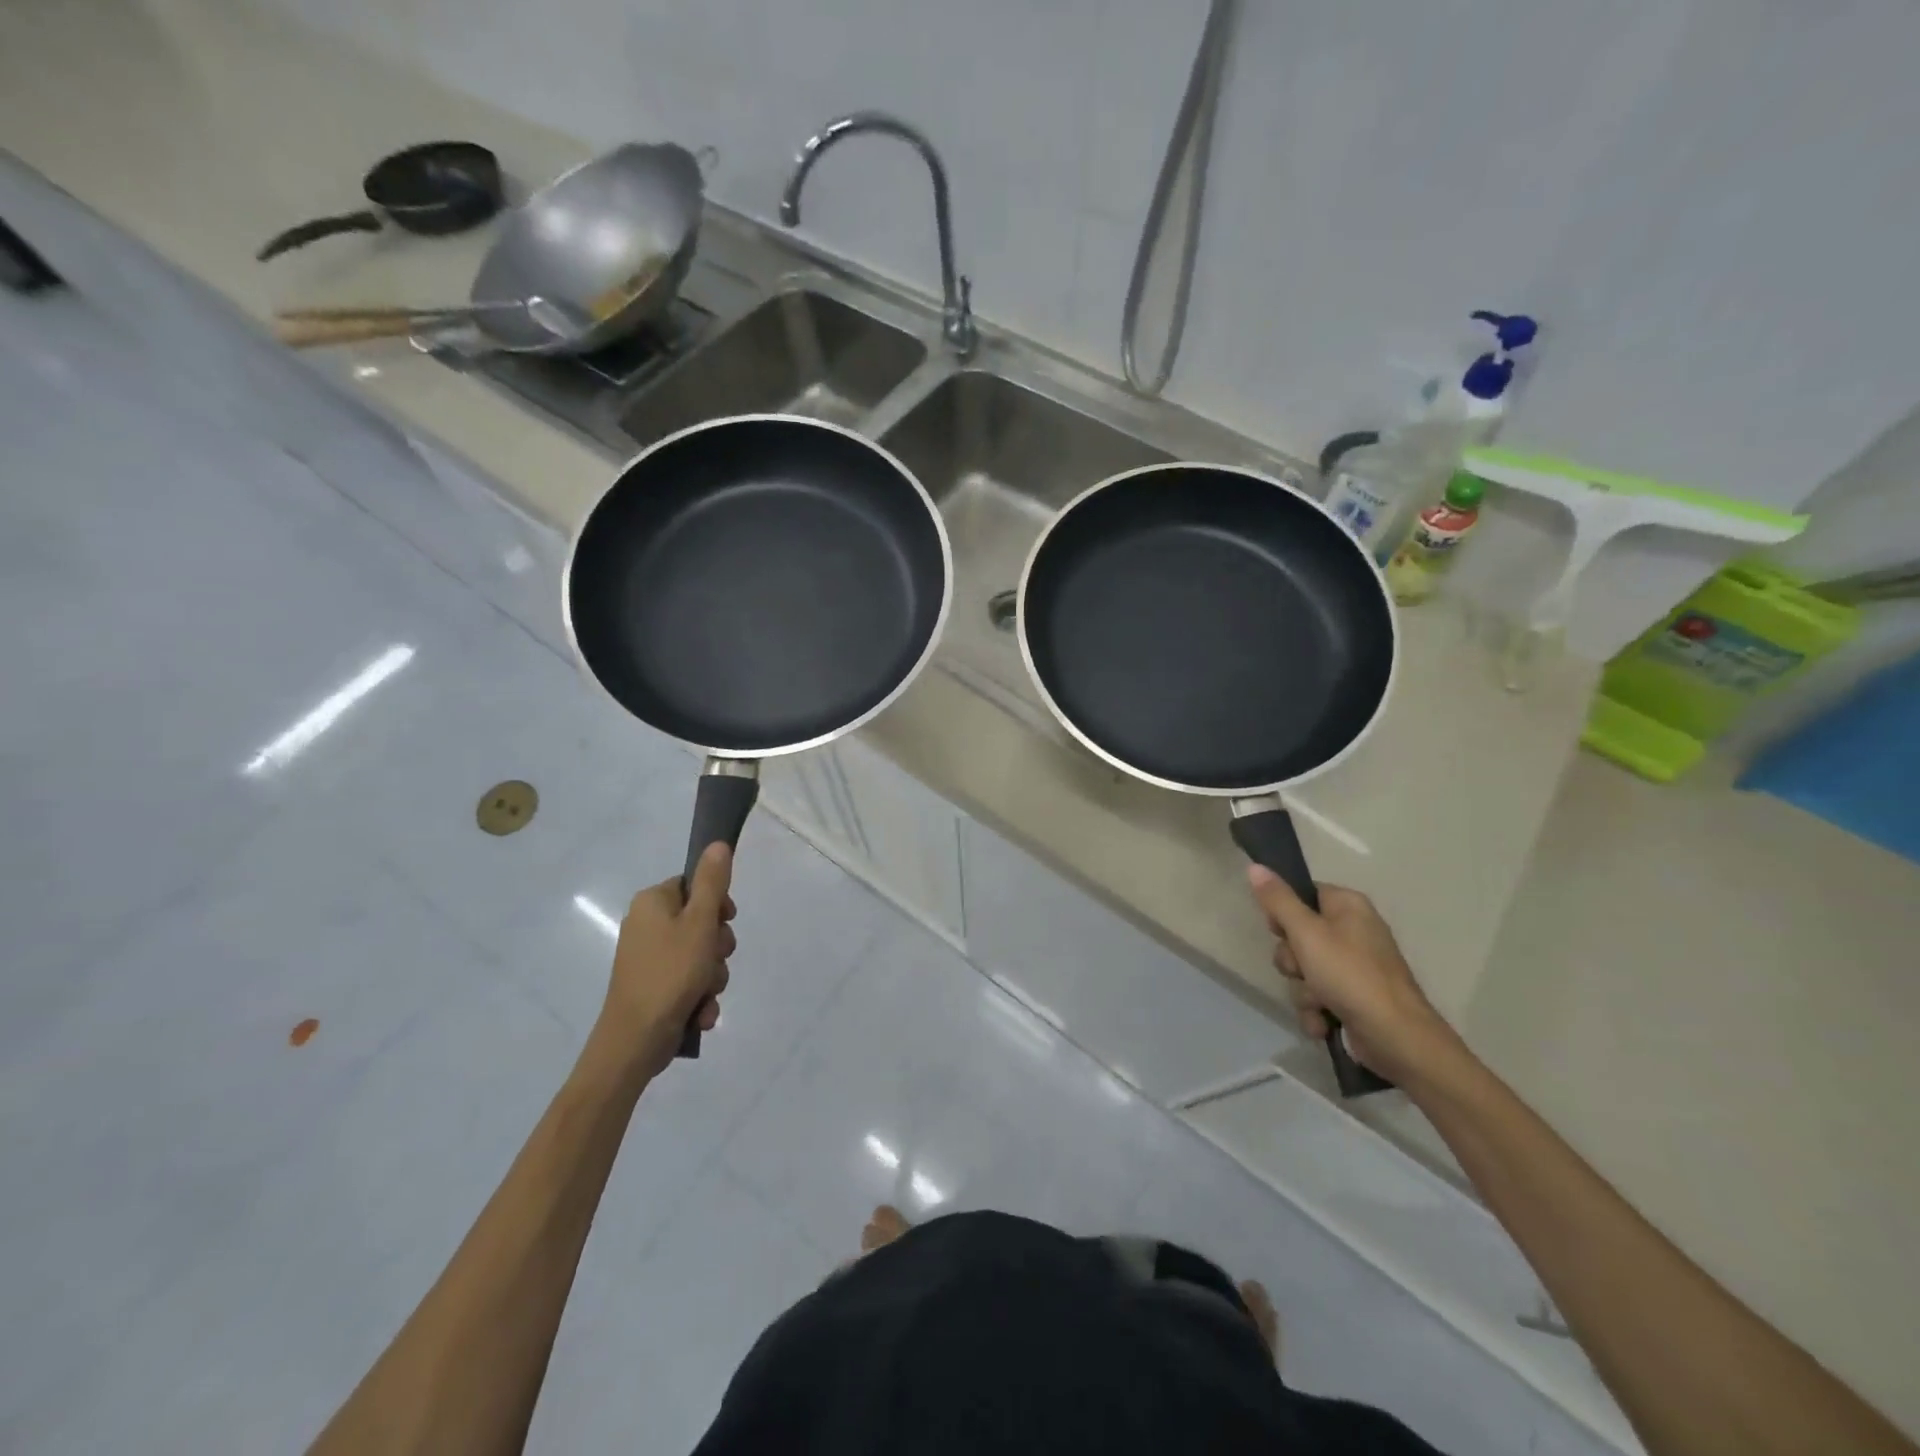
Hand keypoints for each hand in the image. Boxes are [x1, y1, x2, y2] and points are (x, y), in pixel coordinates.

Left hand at [597, 843, 736, 1079]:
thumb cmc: (669, 974)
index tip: (725, 922)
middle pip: (702, 922)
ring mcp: (649, 958)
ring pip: (701, 955)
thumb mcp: (699, 923)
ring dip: (712, 976)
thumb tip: (718, 843)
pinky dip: (699, 996)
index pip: (695, 886)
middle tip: (713, 963)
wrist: (634, 1042)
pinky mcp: (654, 987)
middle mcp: (647, 925)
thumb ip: (712, 883)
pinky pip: (689, 981)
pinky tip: (699, 1012)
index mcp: (653, 902)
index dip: (718, 905)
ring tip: (704, 994)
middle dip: (717, 948)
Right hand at [1247, 866, 1457, 1084]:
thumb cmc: (1350, 975)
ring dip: (1303, 991)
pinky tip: (1323, 1022)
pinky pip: (1317, 996)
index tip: (1279, 930)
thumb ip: (1278, 900)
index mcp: (1348, 906)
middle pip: (1298, 936)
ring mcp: (1354, 967)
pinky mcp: (1353, 997)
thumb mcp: (1306, 933)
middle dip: (1293, 961)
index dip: (1284, 913)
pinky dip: (1316, 1010)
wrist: (1396, 1037)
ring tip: (1319, 1003)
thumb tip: (1255, 867)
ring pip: (1304, 970)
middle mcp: (1353, 932)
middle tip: (1302, 970)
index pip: (1303, 894)